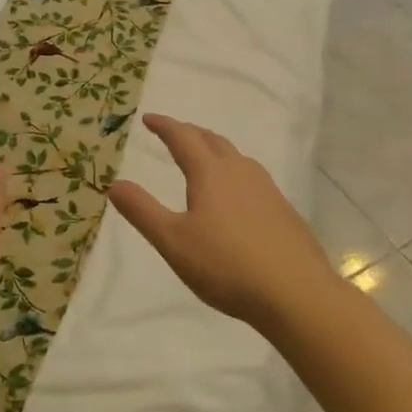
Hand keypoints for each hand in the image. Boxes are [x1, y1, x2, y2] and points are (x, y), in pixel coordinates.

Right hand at [108, 115, 341, 332]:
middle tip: (173, 134)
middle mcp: (240, 172)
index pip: (183, 138)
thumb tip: (115, 184)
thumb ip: (142, 211)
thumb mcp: (173, 241)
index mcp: (210, 173)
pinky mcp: (283, 210)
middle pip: (213, 141)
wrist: (295, 292)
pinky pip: (252, 178)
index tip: (148, 119)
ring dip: (214, 151)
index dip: (164, 126)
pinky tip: (235, 197)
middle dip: (190, 133)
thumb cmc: (226, 265)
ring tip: (203, 159)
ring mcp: (267, 190)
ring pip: (236, 158)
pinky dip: (233, 173)